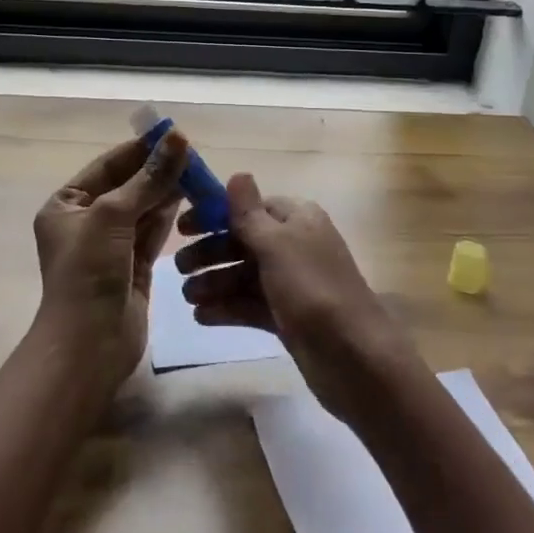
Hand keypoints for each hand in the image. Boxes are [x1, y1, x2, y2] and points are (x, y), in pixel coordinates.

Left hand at [32, 131, 188, 390]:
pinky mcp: (134, 266)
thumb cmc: (88, 272)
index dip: (139, 149)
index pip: (107, 166)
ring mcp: (111, 245)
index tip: (171, 133)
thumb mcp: (113, 216)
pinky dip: (169, 214)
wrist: (89, 346)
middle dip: (157, 169)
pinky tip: (190, 196)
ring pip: (143, 207)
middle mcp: (86, 221)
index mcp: (66, 205)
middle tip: (191, 151)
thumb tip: (177, 138)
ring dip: (167, 189)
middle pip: (127, 185)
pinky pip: (153, 231)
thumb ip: (149, 179)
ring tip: (197, 169)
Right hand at [176, 175, 417, 420]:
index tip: (183, 228)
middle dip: (210, 252)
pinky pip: (251, 305)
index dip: (216, 214)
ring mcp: (292, 283)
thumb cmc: (312, 290)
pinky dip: (227, 308)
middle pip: (243, 240)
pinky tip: (201, 317)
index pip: (250, 207)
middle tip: (178, 268)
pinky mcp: (288, 317)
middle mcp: (295, 245)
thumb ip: (250, 213)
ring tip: (187, 297)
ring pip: (244, 275)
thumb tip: (238, 173)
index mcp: (298, 219)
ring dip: (214, 282)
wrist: (355, 359)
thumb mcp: (277, 245)